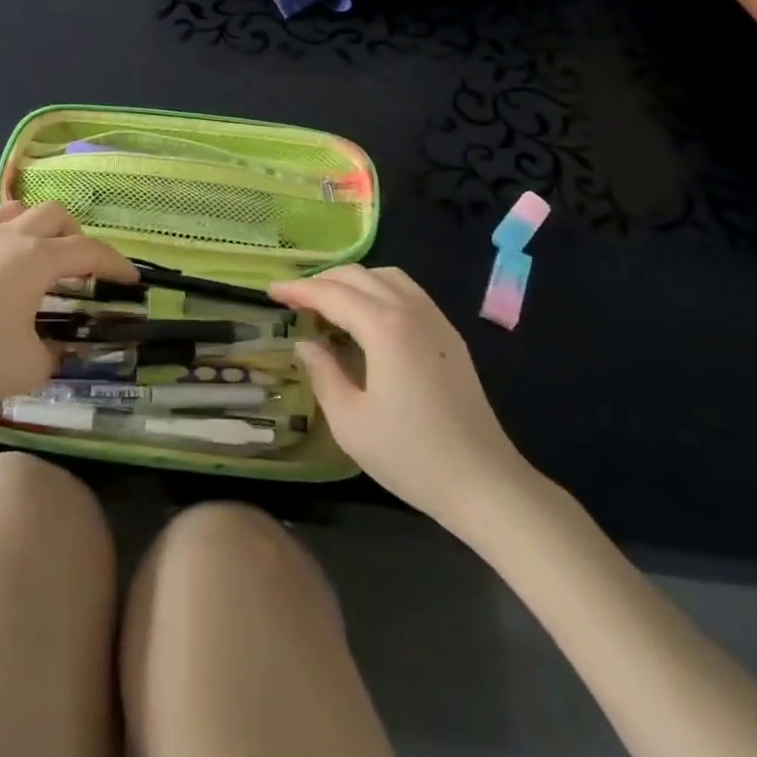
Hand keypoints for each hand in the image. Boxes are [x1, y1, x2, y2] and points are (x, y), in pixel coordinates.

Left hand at [0, 202, 135, 408]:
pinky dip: (16, 230)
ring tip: (46, 259)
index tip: (132, 282)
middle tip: (84, 273)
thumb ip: (56, 355)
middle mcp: (14, 235)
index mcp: (37, 259)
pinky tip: (9, 260)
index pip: (90, 251)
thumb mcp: (27, 368)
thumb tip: (60, 349)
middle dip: (80, 239)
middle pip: (59, 217)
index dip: (116, 265)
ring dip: (46, 228)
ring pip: (27, 210)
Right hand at [270, 266, 532, 527]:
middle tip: (295, 299)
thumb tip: (306, 344)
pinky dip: (378, 290)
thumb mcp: (350, 421)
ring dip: (353, 281)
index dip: (298, 290)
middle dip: (322, 281)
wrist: (484, 481)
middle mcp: (410, 309)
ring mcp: (435, 319)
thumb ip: (323, 373)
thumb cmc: (411, 455)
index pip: (332, 293)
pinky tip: (367, 316)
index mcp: (384, 326)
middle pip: (359, 275)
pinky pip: (408, 292)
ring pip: (387, 276)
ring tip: (329, 303)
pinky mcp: (449, 334)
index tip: (271, 291)